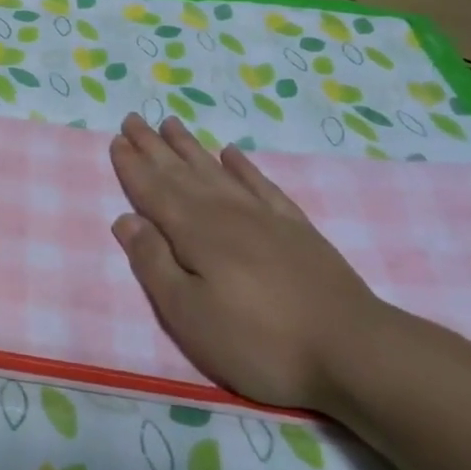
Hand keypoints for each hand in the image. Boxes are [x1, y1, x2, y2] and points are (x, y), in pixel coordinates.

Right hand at [109, 114, 383, 410]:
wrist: (354, 351)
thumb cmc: (258, 340)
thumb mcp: (188, 313)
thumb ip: (153, 263)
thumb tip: (125, 219)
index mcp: (194, 232)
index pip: (153, 190)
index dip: (132, 166)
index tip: (116, 139)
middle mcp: (226, 213)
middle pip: (181, 172)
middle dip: (154, 146)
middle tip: (134, 118)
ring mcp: (265, 217)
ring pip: (216, 171)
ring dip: (190, 147)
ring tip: (171, 123)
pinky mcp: (296, 229)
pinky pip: (261, 185)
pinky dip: (243, 166)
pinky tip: (232, 153)